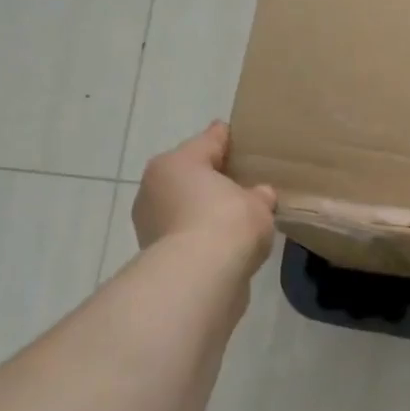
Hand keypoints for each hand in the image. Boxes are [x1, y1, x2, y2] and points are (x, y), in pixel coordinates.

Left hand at [133, 122, 276, 277]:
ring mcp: (150, 221)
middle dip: (212, 178)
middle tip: (241, 181)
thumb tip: (259, 194)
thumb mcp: (258, 203)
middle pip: (190, 174)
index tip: (235, 133)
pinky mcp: (154, 252)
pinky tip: (222, 241)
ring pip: (184, 205)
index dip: (226, 137)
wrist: (199, 276)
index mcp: (178, 162)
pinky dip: (200, 234)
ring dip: (203, 209)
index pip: (209, 141)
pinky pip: (184, 233)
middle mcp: (155, 185)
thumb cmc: (228, 222)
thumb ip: (259, 195)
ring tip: (234, 217)